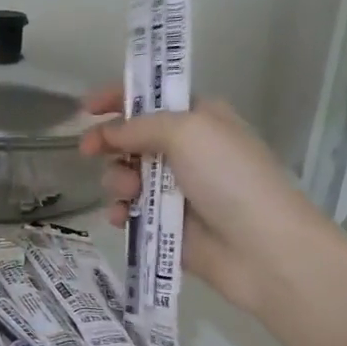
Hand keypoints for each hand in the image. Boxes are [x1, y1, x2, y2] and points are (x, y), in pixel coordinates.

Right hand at [79, 88, 331, 314]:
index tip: (86, 108)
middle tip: (89, 151)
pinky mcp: (166, 226)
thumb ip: (140, 126)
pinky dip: (121, 212)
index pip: (152, 100)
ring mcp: (175, 191)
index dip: (118, 98)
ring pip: (126, 177)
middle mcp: (187, 152)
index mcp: (199, 119)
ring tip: (128, 193)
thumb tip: (107, 133)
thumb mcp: (188, 132)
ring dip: (117, 181)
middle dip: (111, 144)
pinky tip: (122, 217)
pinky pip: (131, 212)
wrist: (260, 246)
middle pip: (133, 139)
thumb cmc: (229, 177)